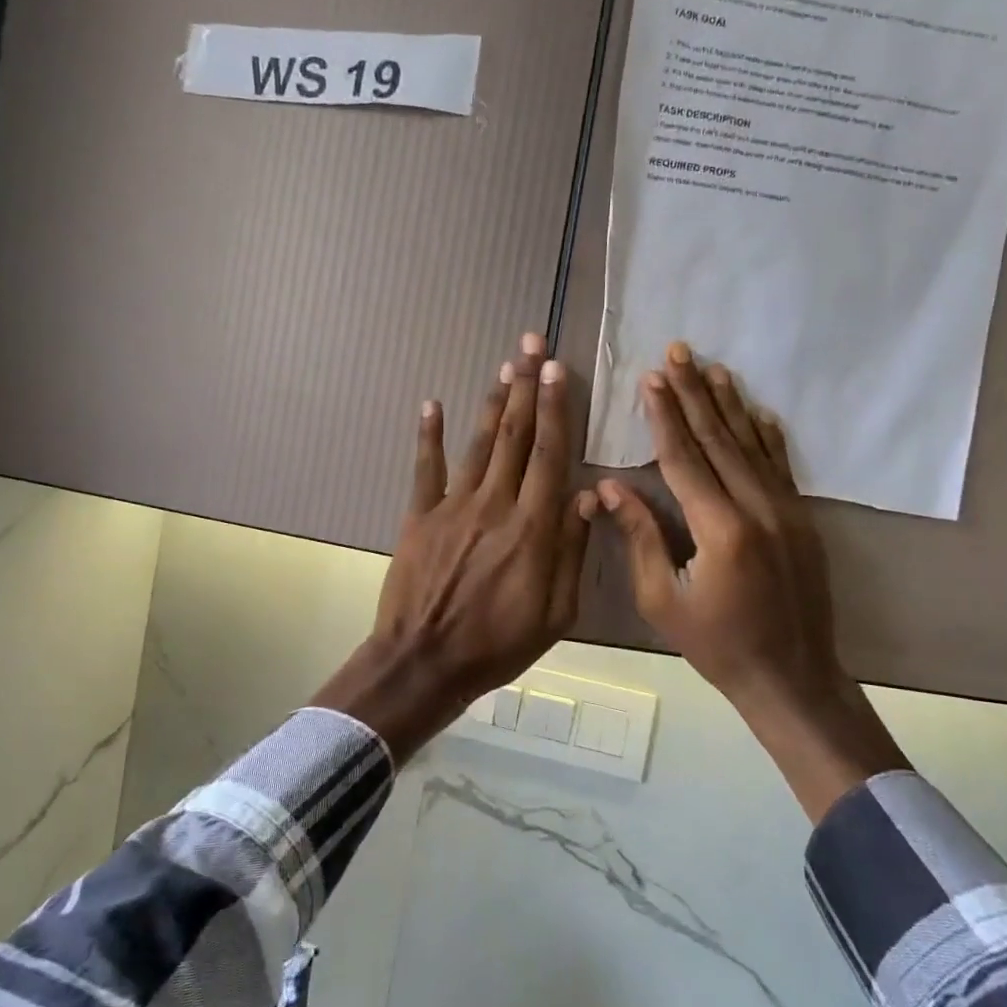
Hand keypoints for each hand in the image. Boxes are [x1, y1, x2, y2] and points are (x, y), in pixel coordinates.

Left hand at [321, 333, 594, 760]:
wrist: (426, 662)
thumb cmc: (499, 644)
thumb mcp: (557, 613)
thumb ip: (572, 551)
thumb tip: (588, 495)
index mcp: (533, 527)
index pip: (549, 454)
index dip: (555, 408)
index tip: (558, 369)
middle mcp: (495, 504)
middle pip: (515, 436)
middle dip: (526, 386)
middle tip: (531, 344)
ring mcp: (452, 507)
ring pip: (479, 444)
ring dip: (493, 402)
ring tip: (504, 366)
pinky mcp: (419, 517)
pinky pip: (425, 469)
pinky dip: (428, 435)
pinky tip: (432, 404)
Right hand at [596, 343, 906, 819]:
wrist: (791, 677)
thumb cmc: (717, 645)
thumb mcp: (663, 601)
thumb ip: (641, 538)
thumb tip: (610, 487)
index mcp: (721, 530)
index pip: (685, 458)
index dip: (665, 417)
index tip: (649, 379)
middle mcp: (759, 509)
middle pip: (720, 439)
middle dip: (695, 394)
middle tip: (678, 352)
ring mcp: (787, 511)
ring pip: (753, 444)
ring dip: (730, 404)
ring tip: (711, 366)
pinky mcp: (802, 519)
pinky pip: (781, 466)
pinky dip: (767, 434)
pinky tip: (757, 409)